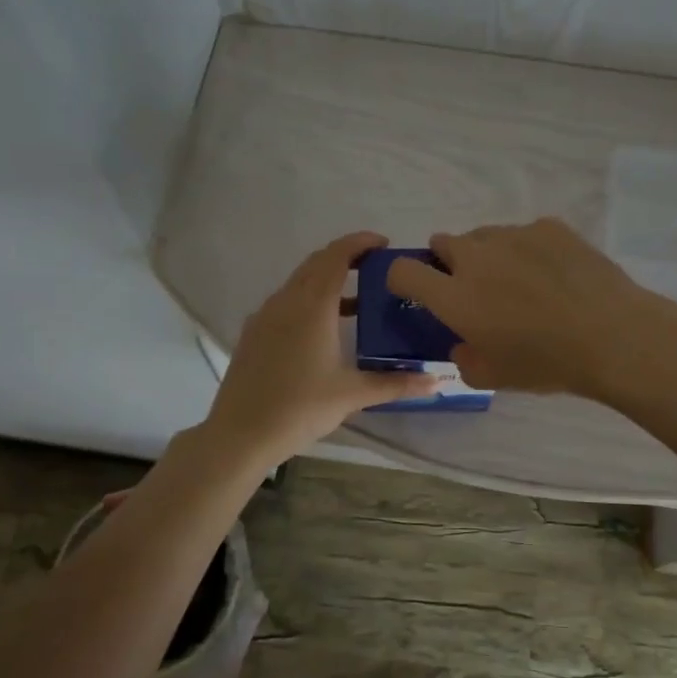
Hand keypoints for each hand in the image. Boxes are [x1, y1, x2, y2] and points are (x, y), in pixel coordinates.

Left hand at [203, 232, 436, 464]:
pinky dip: (308, 301)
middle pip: (316, 263)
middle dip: (346, 258)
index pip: (336, 256)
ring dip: (327, 281)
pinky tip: (323, 330)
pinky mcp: (253, 334)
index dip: (360, 242)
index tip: (384, 244)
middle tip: (376, 270)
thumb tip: (436, 381)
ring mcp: (264, 316)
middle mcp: (285, 301)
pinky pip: (285, 303)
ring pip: (298, 283)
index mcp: (311, 306)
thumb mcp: (352, 395)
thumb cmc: (300, 408)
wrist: (240, 434)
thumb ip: (395, 384)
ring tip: (357, 302)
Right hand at [384, 217, 674, 398]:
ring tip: (520, 283)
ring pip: (484, 236)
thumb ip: (463, 360)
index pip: (403, 271)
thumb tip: (462, 344)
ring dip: (488, 256)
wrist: (612, 336)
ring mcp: (514, 236)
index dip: (401, 280)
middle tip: (475, 291)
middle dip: (448, 263)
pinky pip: (524, 234)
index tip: (416, 293)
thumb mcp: (493, 378)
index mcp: (455, 295)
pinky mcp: (549, 227)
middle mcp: (476, 257)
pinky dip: (528, 250)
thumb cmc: (546, 363)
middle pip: (443, 243)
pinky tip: (554, 274)